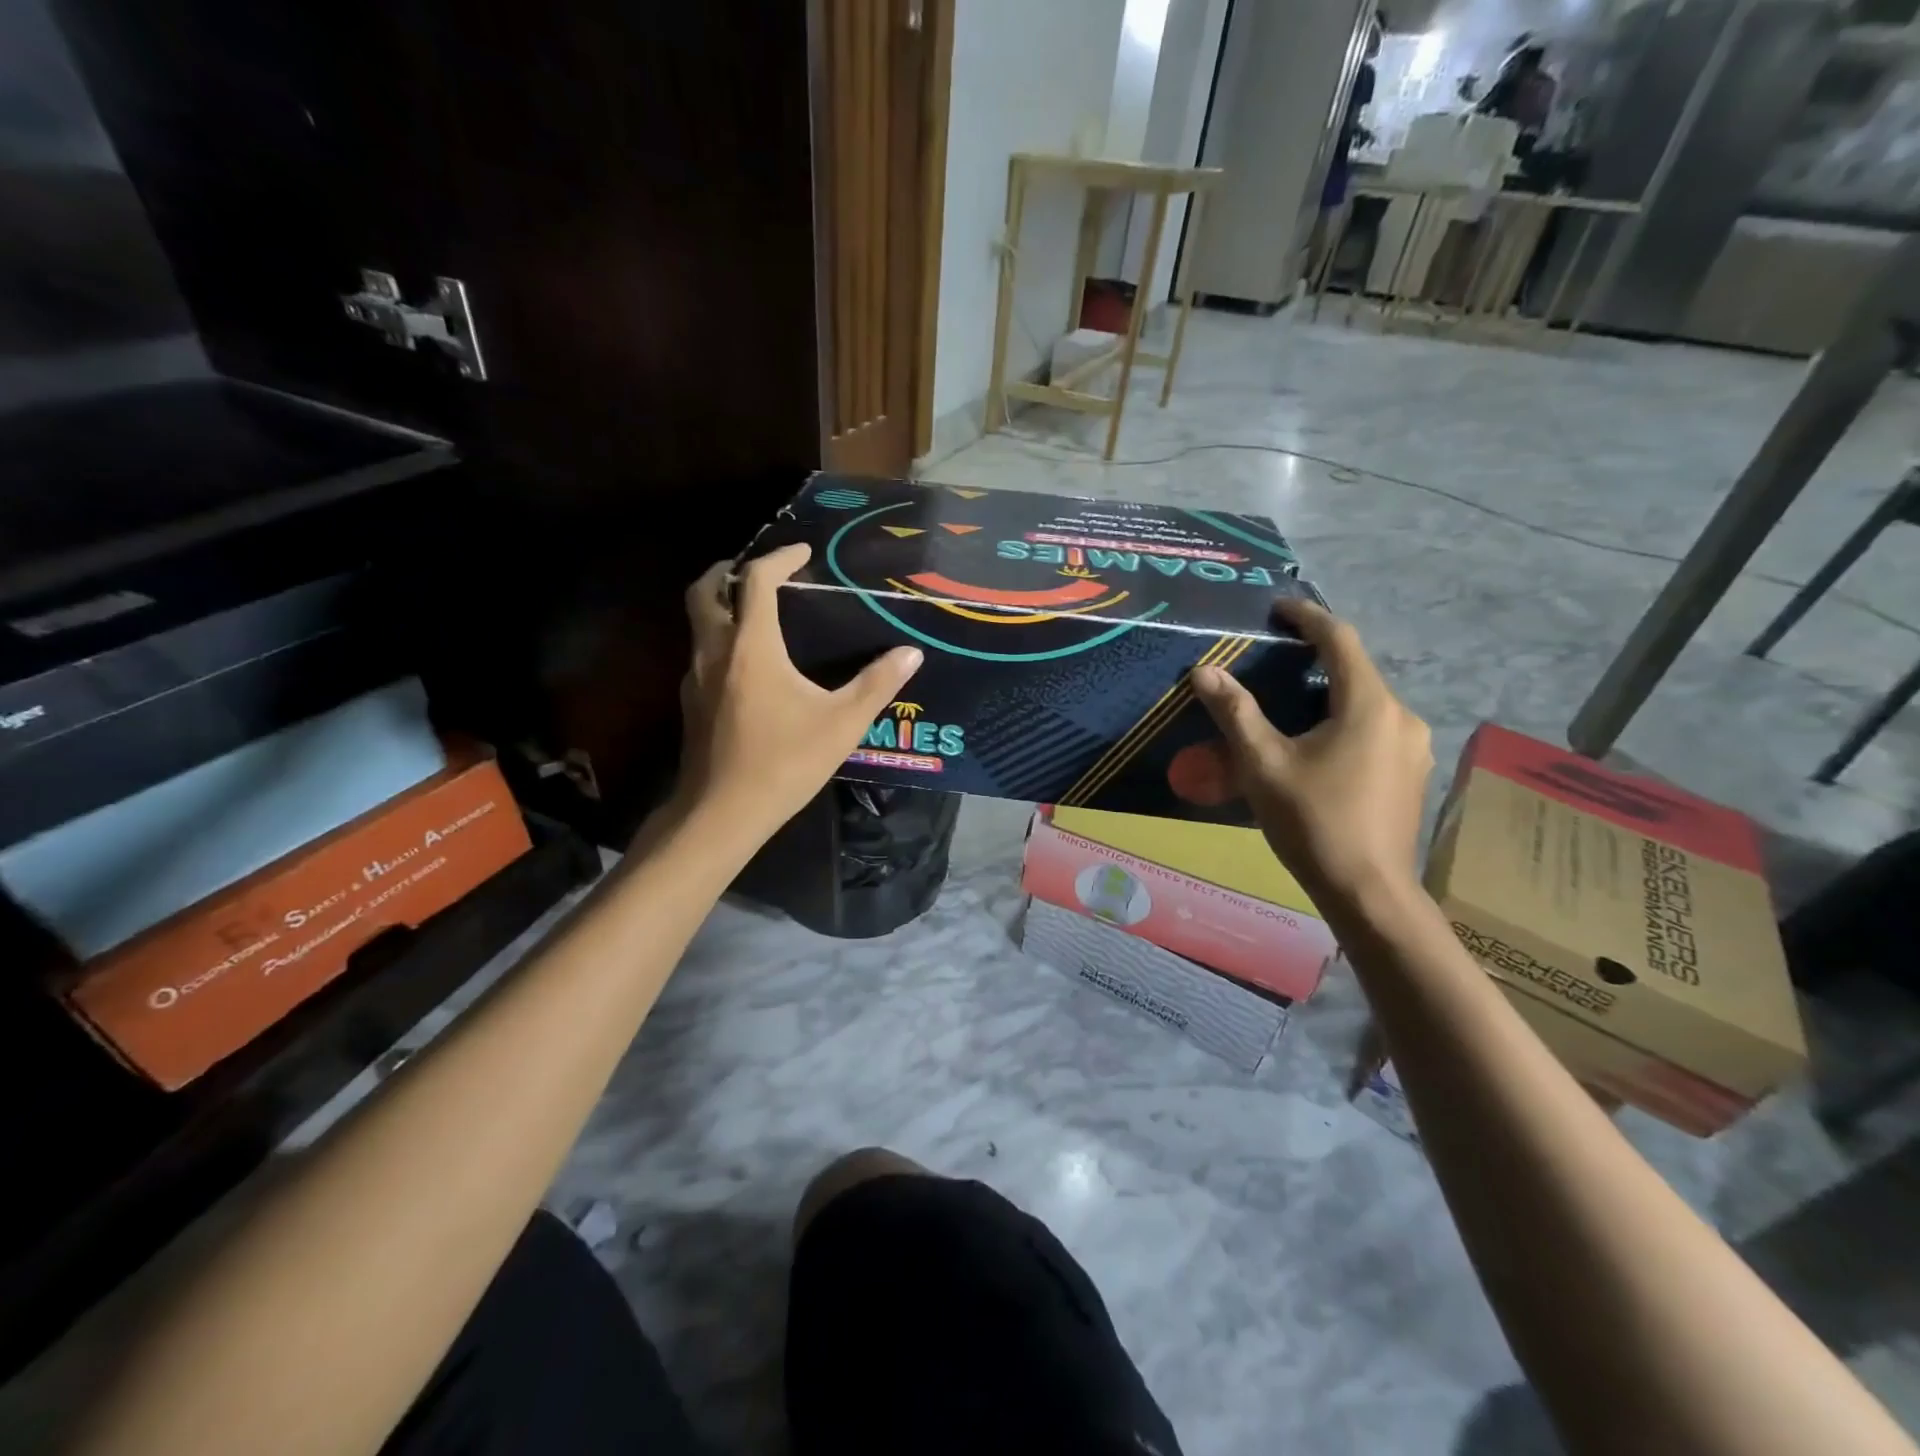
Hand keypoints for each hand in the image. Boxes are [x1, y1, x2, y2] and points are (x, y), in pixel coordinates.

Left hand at [679, 545, 921, 836]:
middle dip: (729, 570)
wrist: (722, 813)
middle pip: (706, 590)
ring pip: (697, 622)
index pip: (757, 580)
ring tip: (754, 609)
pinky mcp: (690, 703)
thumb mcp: (842, 724)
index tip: (802, 552)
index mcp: (751, 646)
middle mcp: (715, 651)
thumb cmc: (784, 763)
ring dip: (720, 603)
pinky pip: (700, 651)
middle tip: (760, 570)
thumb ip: (877, 684)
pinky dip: (719, 637)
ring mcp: (696, 678)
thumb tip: (911, 654)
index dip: (779, 557)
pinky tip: (746, 663)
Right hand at [1191, 601, 1431, 902]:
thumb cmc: (1313, 822)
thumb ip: (1235, 712)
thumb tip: (1204, 671)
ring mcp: (1412, 746)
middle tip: (1273, 658)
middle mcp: (1401, 716)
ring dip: (1329, 692)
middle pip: (1356, 670)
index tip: (1277, 608)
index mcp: (1369, 705)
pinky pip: (1374, 727)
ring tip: (1288, 703)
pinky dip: (1343, 719)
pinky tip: (1316, 744)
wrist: (1368, 892)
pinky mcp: (1411, 772)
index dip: (1307, 617)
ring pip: (1366, 701)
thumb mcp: (1263, 764)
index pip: (1340, 640)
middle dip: (1315, 657)